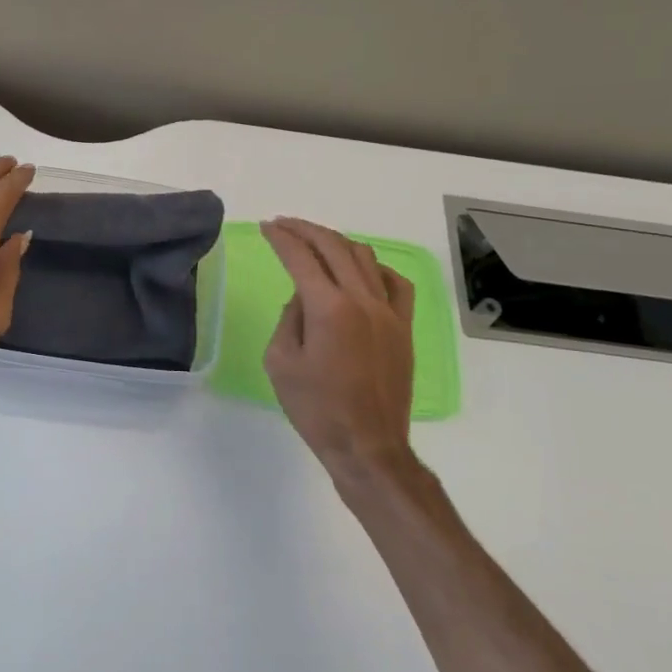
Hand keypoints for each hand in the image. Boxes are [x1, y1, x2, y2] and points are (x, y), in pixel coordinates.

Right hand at [261, 217, 417, 481]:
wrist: (368, 446)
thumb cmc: (316, 409)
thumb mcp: (280, 363)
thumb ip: (289, 319)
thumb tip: (303, 298)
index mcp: (329, 308)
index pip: (301, 257)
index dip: (281, 238)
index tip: (267, 228)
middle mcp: (362, 300)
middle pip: (334, 246)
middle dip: (306, 230)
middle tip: (285, 225)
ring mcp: (389, 312)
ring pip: (365, 257)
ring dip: (337, 243)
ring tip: (316, 243)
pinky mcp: (404, 328)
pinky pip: (395, 283)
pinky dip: (374, 268)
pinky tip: (361, 271)